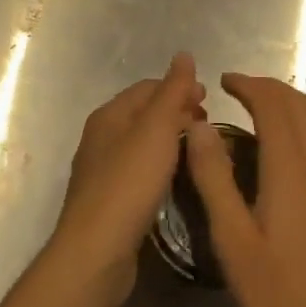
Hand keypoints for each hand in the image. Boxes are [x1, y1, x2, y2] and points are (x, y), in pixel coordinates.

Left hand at [51, 53, 204, 306]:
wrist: (95, 252)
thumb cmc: (129, 182)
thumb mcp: (157, 129)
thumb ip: (172, 91)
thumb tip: (184, 54)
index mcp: (110, 114)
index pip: (149, 87)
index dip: (180, 88)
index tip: (209, 100)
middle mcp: (100, 137)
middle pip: (144, 114)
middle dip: (176, 113)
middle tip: (207, 126)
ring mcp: (100, 170)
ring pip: (142, 143)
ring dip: (170, 141)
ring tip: (196, 151)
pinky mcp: (107, 201)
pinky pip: (138, 171)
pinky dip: (159, 166)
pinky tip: (174, 181)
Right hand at [184, 73, 305, 306]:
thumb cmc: (279, 291)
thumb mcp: (232, 240)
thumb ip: (214, 178)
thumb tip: (200, 126)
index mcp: (289, 165)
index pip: (271, 103)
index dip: (248, 84)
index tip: (223, 81)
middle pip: (297, 103)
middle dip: (267, 88)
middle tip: (237, 90)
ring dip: (292, 100)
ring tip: (266, 105)